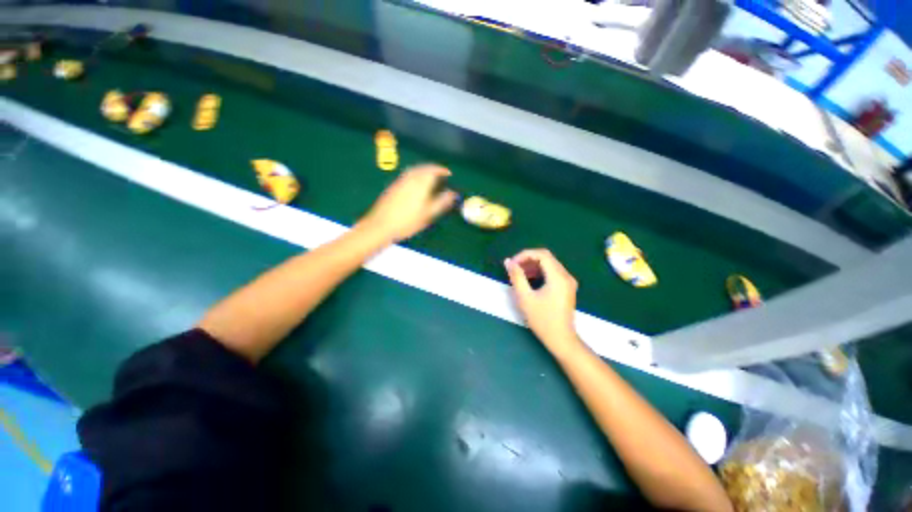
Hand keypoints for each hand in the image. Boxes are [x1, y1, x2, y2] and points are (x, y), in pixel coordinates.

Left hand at [359, 164, 458, 242]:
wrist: (381, 226)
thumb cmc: (407, 222)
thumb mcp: (428, 214)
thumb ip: (441, 202)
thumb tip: (453, 194)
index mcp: (420, 184)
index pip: (433, 170)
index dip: (441, 170)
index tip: (448, 173)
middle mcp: (409, 179)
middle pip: (423, 168)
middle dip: (433, 168)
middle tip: (440, 173)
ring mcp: (399, 182)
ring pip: (414, 170)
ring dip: (423, 170)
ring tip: (430, 176)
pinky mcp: (392, 187)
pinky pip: (407, 175)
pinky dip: (415, 174)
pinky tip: (416, 183)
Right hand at [505, 249, 582, 355]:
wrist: (561, 339)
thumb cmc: (542, 320)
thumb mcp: (525, 298)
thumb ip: (516, 277)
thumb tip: (508, 262)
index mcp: (558, 277)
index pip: (541, 254)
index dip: (524, 255)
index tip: (512, 264)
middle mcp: (566, 276)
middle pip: (546, 257)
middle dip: (528, 260)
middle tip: (514, 268)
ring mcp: (568, 282)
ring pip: (549, 264)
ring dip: (533, 265)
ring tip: (519, 274)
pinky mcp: (567, 287)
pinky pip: (553, 272)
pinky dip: (540, 272)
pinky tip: (530, 280)